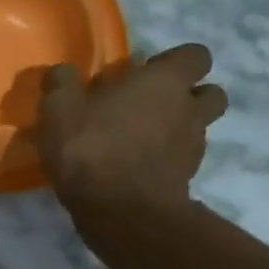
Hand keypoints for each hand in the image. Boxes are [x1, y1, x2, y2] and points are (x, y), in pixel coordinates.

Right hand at [38, 44, 228, 217]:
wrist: (121, 212)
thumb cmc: (92, 148)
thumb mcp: (59, 109)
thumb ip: (62, 83)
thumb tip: (63, 73)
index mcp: (165, 82)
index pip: (195, 56)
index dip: (173, 61)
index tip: (143, 73)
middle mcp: (189, 109)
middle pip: (210, 93)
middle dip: (188, 96)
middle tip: (149, 106)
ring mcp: (193, 148)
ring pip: (198, 129)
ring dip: (177, 130)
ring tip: (139, 141)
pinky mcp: (187, 180)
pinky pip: (182, 161)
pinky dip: (165, 161)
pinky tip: (134, 169)